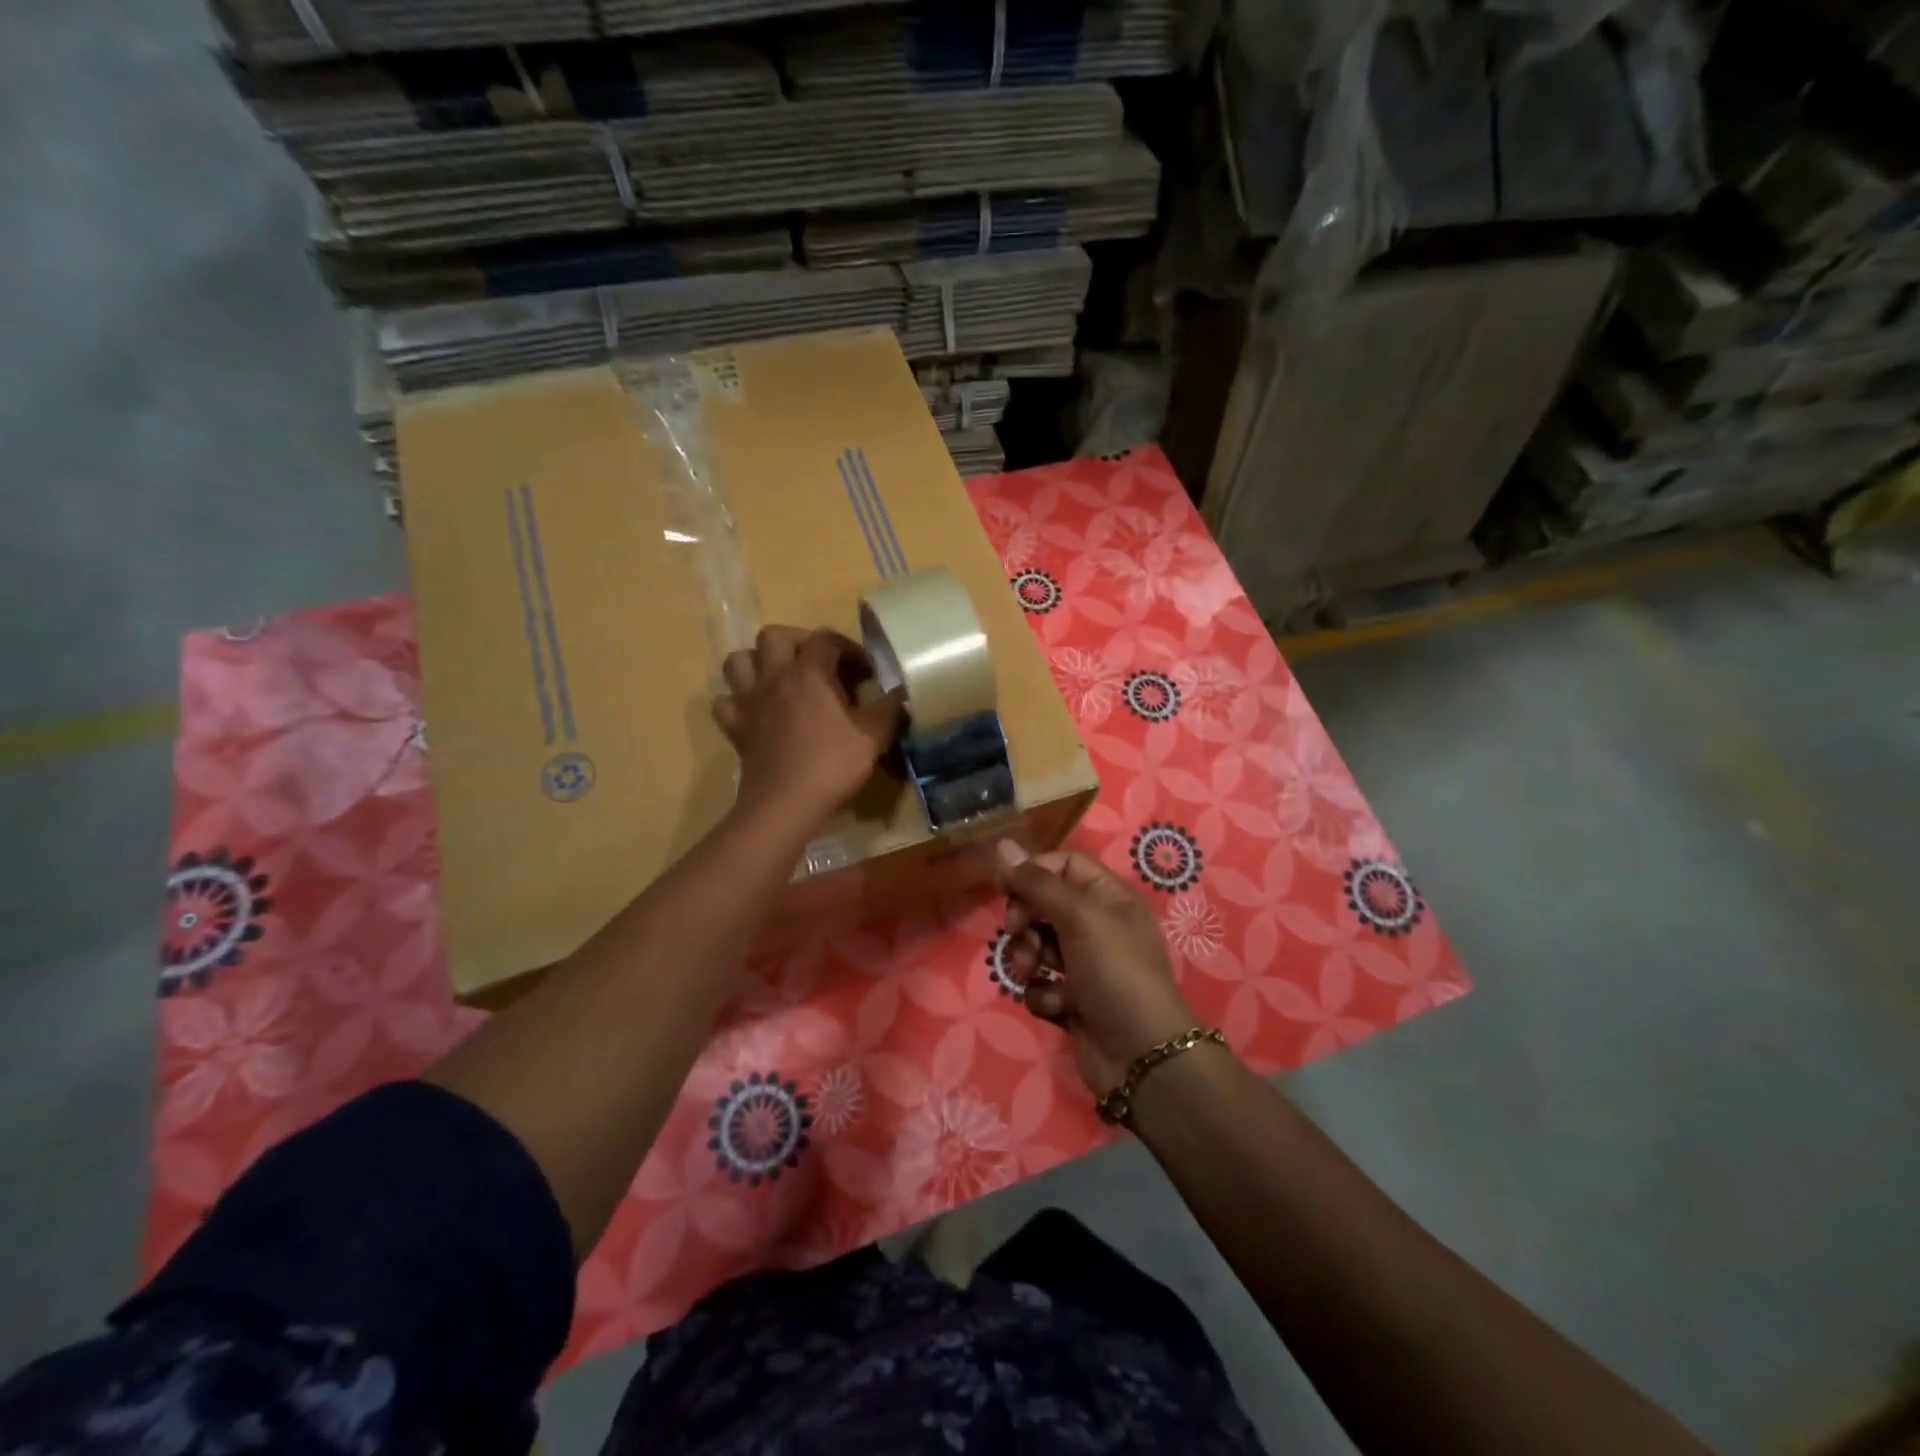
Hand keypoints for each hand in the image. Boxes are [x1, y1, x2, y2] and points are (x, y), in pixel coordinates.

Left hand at [713, 627, 902, 828]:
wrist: (785, 805)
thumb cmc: (832, 766)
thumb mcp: (873, 737)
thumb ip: (889, 708)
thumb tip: (902, 691)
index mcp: (809, 672)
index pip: (826, 639)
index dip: (849, 648)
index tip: (866, 671)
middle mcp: (774, 677)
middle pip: (774, 635)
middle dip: (798, 641)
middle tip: (819, 663)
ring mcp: (749, 701)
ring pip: (739, 660)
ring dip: (758, 661)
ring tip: (780, 677)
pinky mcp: (735, 727)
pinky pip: (725, 701)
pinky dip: (738, 699)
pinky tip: (756, 710)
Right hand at [994, 841, 1198, 1096]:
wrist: (1142, 1056)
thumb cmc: (1116, 972)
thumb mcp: (1080, 917)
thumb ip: (1037, 883)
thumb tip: (1002, 845)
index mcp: (1108, 897)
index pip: (1061, 865)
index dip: (1032, 873)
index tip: (1005, 889)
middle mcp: (1096, 925)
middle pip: (1043, 905)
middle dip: (1025, 920)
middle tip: (1019, 934)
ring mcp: (1084, 965)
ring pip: (1035, 946)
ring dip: (1028, 959)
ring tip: (1035, 973)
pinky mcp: (1071, 1000)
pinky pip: (1040, 984)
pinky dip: (1044, 993)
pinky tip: (1059, 1007)